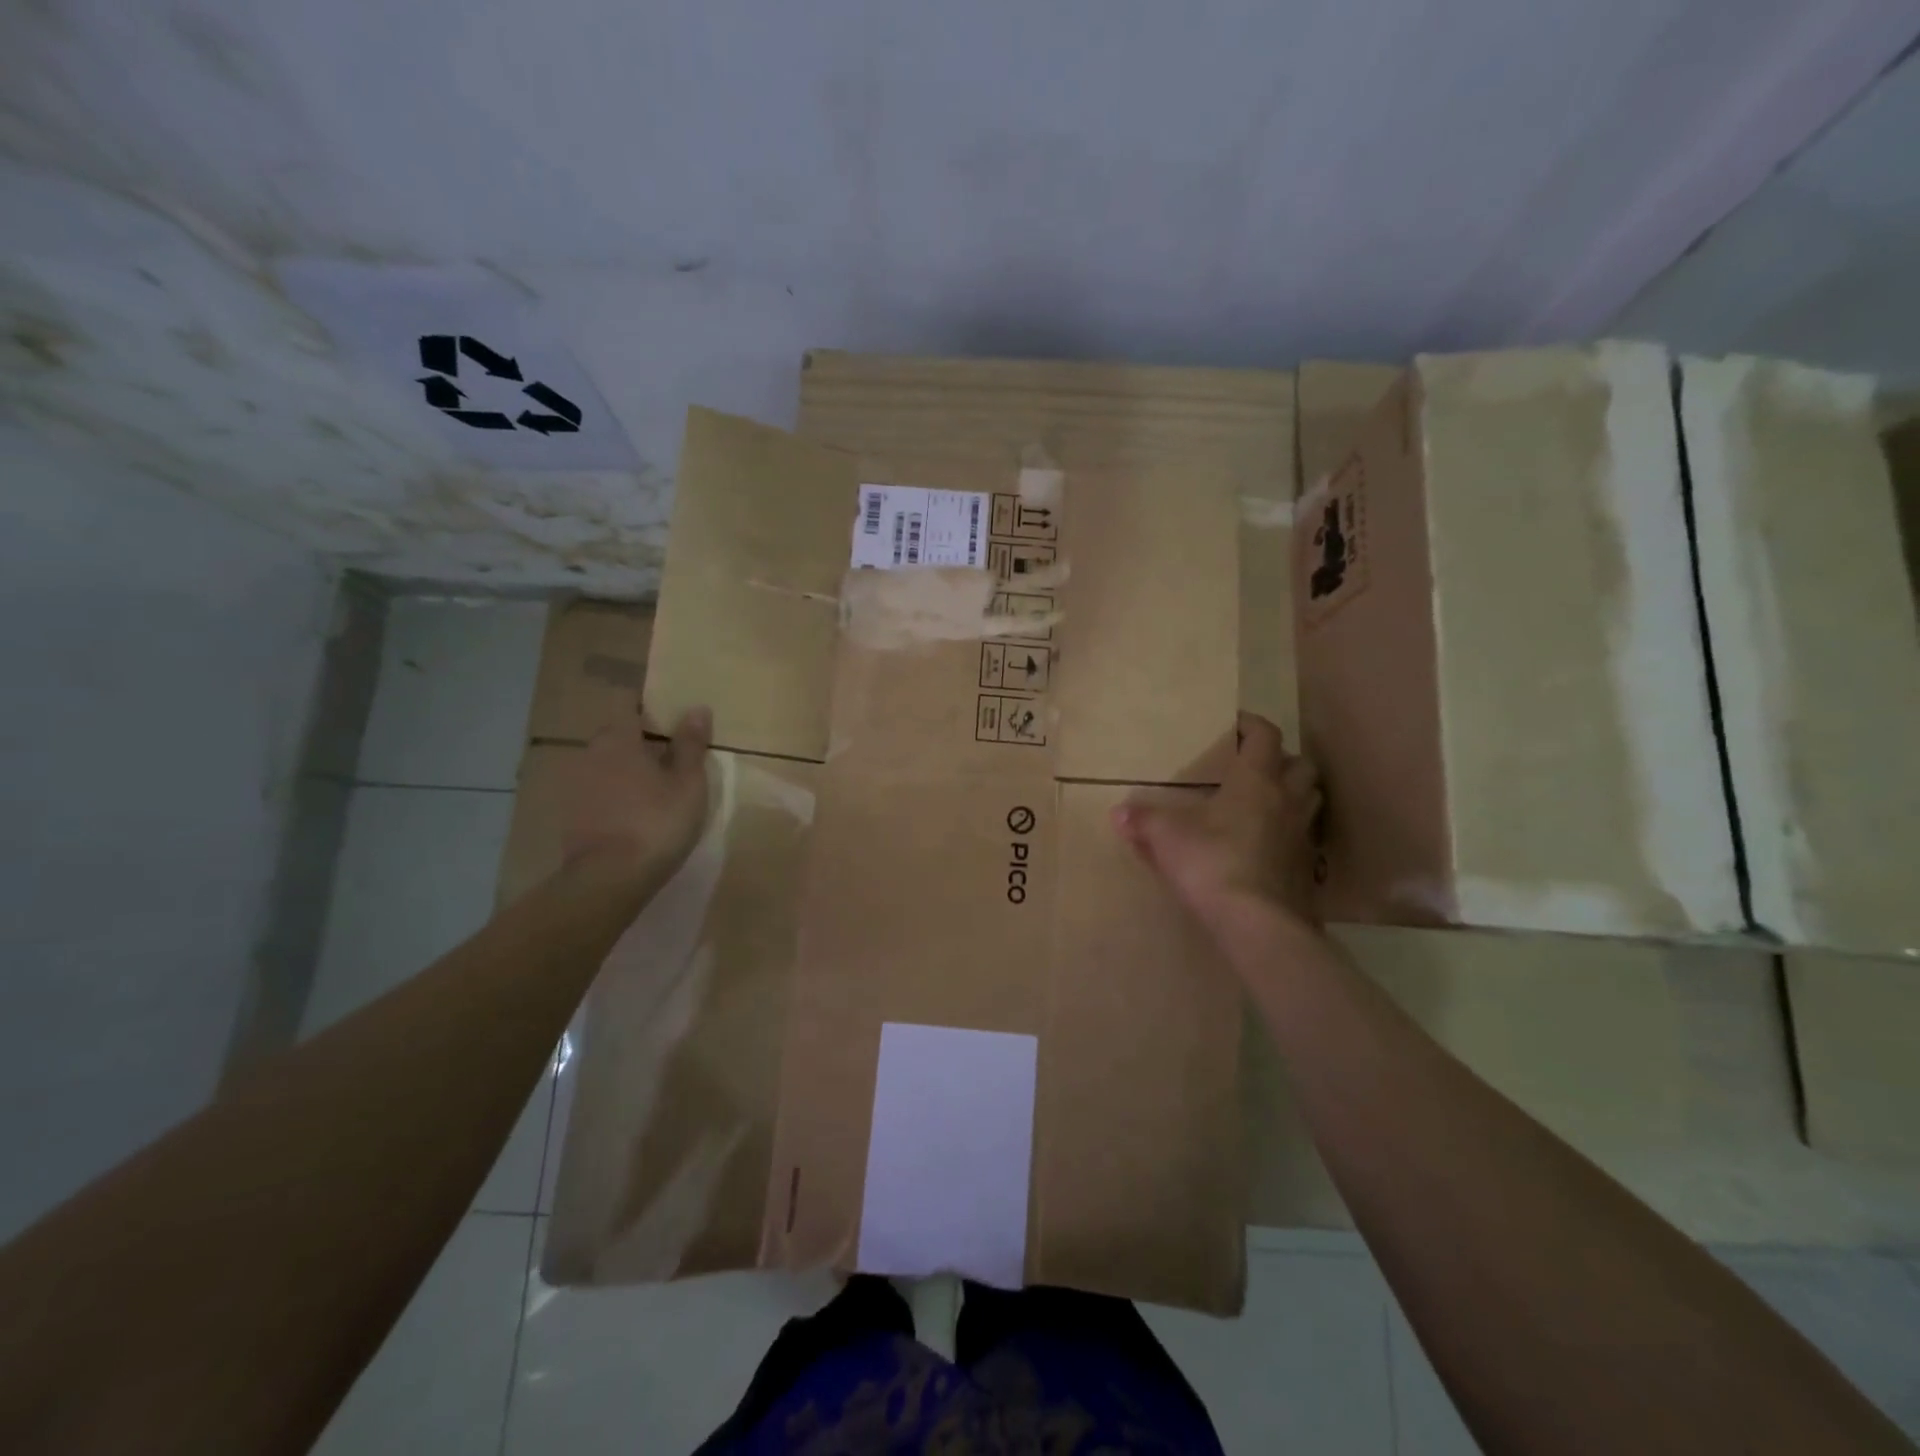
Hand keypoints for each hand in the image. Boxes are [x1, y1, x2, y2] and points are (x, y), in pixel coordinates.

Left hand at [563, 708, 713, 884]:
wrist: (609, 878)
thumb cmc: (657, 821)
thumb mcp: (688, 782)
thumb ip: (691, 744)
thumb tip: (697, 708)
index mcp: (618, 738)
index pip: (629, 706)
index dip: (650, 710)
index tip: (672, 721)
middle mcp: (590, 753)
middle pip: (616, 736)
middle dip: (640, 742)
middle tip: (670, 759)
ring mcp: (576, 785)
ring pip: (606, 766)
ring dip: (627, 771)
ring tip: (655, 791)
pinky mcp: (571, 815)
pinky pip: (598, 793)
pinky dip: (615, 797)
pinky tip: (634, 815)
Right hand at [1112, 712, 1321, 928]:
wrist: (1257, 924)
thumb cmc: (1211, 863)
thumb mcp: (1166, 837)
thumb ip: (1143, 820)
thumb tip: (1119, 813)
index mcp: (1256, 782)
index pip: (1265, 737)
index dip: (1252, 725)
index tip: (1235, 723)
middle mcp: (1287, 802)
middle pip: (1302, 767)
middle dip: (1283, 760)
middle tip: (1256, 766)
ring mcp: (1302, 838)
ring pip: (1310, 801)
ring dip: (1294, 794)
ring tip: (1266, 802)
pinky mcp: (1307, 871)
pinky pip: (1304, 840)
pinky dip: (1289, 834)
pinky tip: (1266, 847)